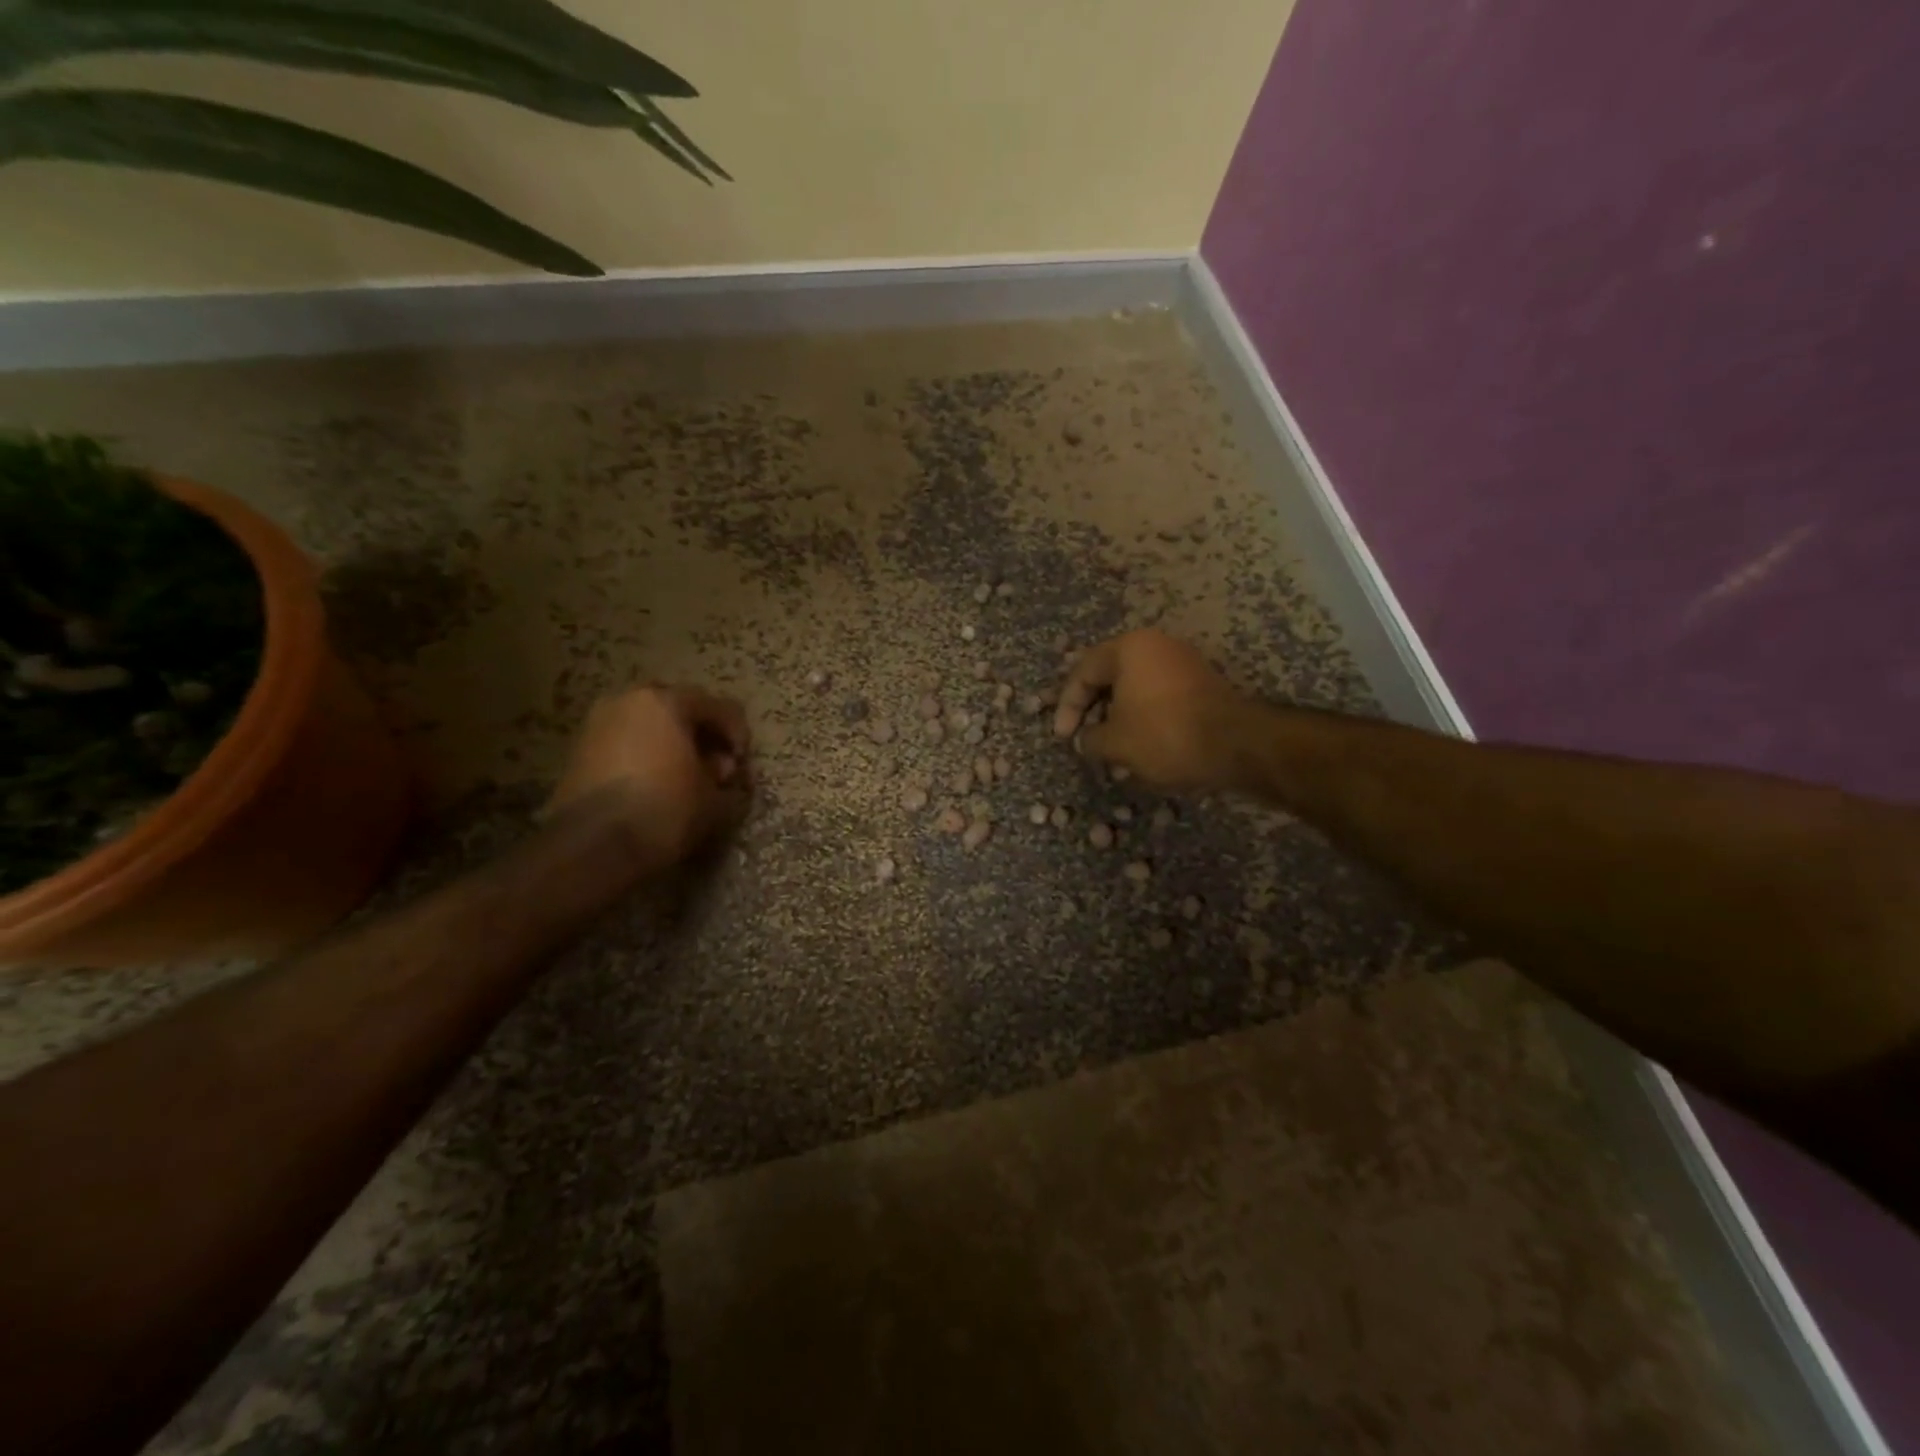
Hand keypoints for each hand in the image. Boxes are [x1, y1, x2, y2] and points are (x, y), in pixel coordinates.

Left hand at [547, 686, 750, 865]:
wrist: (594, 845)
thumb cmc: (666, 810)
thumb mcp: (715, 798)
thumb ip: (724, 775)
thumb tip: (718, 770)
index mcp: (667, 702)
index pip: (718, 706)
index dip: (738, 734)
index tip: (741, 763)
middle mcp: (629, 700)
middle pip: (679, 707)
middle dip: (701, 732)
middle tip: (714, 764)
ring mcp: (598, 722)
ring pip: (648, 723)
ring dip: (670, 743)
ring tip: (683, 776)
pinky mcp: (579, 749)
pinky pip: (625, 741)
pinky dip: (644, 754)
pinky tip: (655, 783)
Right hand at [1053, 630, 1244, 791]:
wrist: (1236, 745)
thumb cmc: (1164, 735)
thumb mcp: (1115, 743)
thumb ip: (1089, 738)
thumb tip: (1085, 739)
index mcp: (1129, 648)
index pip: (1083, 672)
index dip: (1067, 707)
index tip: (1063, 736)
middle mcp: (1156, 645)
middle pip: (1110, 676)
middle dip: (1093, 711)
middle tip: (1084, 739)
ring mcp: (1182, 662)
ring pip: (1135, 688)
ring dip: (1118, 718)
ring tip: (1111, 750)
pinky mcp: (1201, 683)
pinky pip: (1159, 696)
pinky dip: (1143, 718)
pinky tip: (1140, 747)